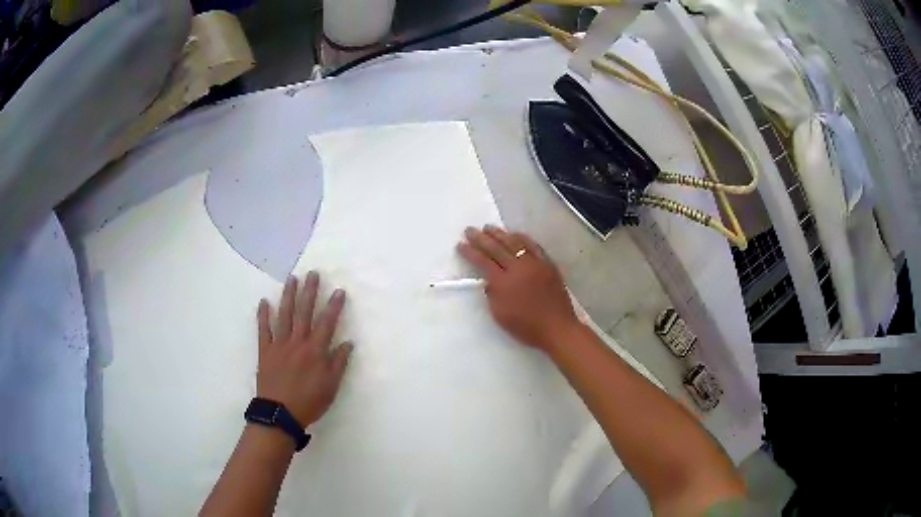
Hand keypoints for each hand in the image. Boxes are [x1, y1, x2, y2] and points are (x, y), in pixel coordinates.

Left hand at [256, 271, 352, 427]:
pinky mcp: (265, 350)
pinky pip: (263, 329)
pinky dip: (263, 315)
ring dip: (288, 295)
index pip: (327, 323)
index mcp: (316, 351)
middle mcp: (298, 342)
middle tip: (313, 274)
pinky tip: (264, 301)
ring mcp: (279, 344)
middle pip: (304, 312)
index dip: (334, 306)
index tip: (339, 290)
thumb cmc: (309, 401)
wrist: (280, 413)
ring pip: (284, 315)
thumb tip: (347, 343)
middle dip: (310, 291)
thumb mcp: (331, 386)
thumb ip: (338, 363)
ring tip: (292, 279)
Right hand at [457, 225, 580, 351]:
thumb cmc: (525, 326)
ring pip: (514, 242)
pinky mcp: (547, 264)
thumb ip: (492, 295)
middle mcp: (517, 268)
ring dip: (499, 234)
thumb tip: (488, 281)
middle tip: (469, 230)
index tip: (460, 245)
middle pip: (496, 248)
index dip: (470, 252)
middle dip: (480, 238)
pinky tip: (515, 234)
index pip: (482, 261)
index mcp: (503, 282)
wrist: (557, 327)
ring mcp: (534, 264)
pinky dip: (522, 238)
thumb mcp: (500, 315)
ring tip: (489, 227)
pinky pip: (533, 246)